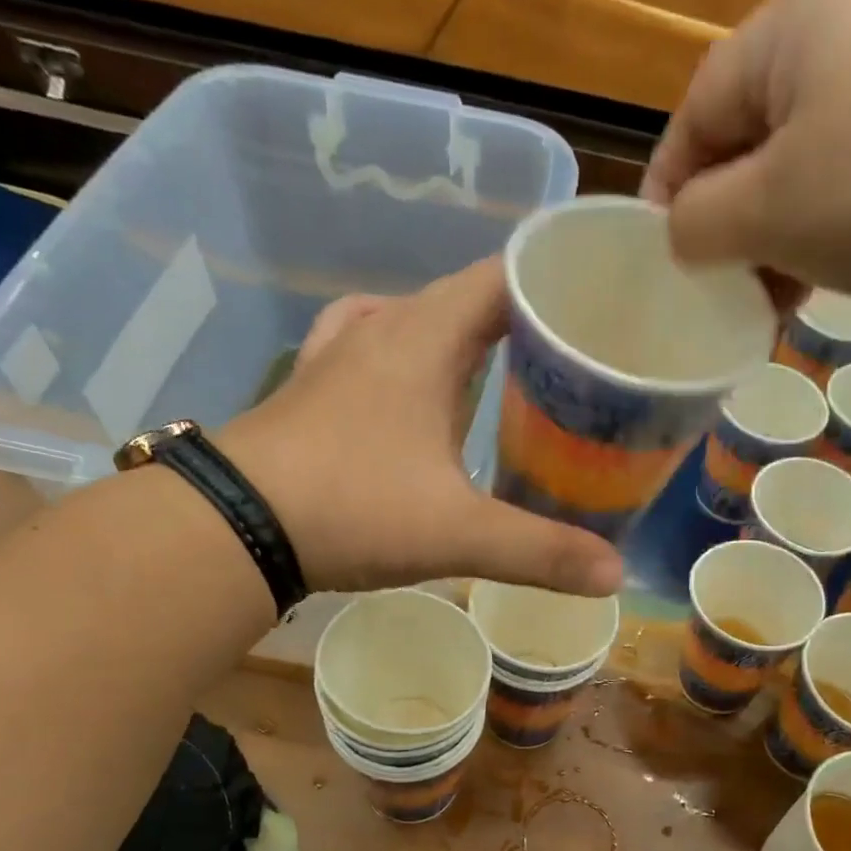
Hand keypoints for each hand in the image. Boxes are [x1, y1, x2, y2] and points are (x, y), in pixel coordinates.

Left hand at [218, 259, 623, 597]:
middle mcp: (384, 327)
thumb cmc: (352, 509)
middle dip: (524, 320)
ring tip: (511, 371)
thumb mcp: (458, 533)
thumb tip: (617, 574)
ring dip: (466, 337)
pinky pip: (372, 346)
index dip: (557, 285)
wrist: (233, 525)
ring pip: (419, 320)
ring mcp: (340, 353)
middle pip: (468, 298)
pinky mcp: (313, 386)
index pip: (506, 276)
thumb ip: (540, 551)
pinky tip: (415, 379)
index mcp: (427, 336)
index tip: (601, 314)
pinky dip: (407, 354)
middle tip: (574, 359)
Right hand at [642, 0, 850, 305]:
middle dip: (728, 217)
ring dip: (774, 231)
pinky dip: (823, 219)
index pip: (699, 108)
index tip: (658, 256)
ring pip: (802, 154)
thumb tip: (680, 232)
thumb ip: (695, 221)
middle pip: (752, 131)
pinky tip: (816, 272)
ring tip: (768, 295)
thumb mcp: (765, 211)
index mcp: (798, 12)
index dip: (668, 189)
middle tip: (718, 284)